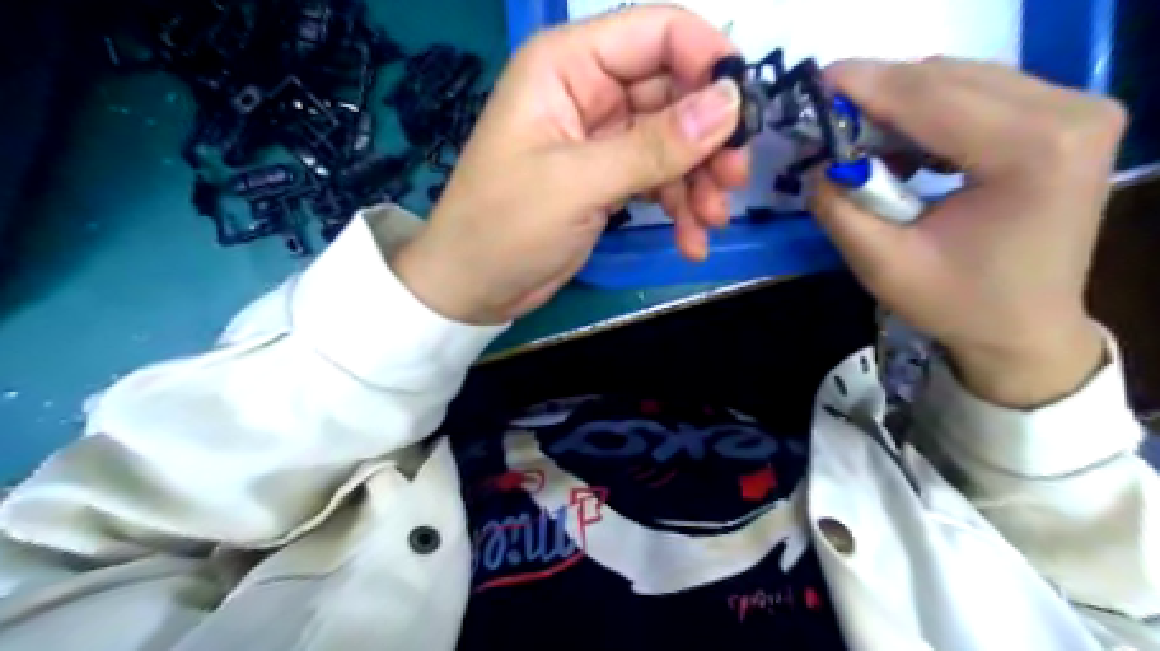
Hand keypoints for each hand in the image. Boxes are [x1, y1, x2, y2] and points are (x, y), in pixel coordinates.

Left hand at [395, 5, 748, 325]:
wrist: (473, 287)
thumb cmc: (505, 226)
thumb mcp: (579, 183)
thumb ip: (655, 145)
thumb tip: (731, 103)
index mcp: (567, 65)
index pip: (656, 33)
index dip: (706, 62)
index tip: (743, 114)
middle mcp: (588, 90)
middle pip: (674, 91)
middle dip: (708, 138)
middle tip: (733, 180)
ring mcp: (601, 137)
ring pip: (673, 140)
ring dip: (698, 180)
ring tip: (711, 221)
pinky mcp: (608, 178)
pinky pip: (659, 178)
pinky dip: (678, 206)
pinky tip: (690, 241)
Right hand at [808, 61, 1128, 405]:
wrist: (1027, 329)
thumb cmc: (958, 304)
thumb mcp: (882, 264)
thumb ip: (839, 208)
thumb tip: (817, 163)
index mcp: (1032, 150)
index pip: (930, 96)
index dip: (864, 85)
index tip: (812, 82)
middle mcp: (1070, 112)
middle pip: (948, 77)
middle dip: (878, 93)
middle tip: (827, 119)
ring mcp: (1078, 109)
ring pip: (962, 78)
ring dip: (902, 103)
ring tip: (861, 140)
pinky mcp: (1069, 118)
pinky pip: (982, 92)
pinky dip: (931, 112)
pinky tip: (906, 148)